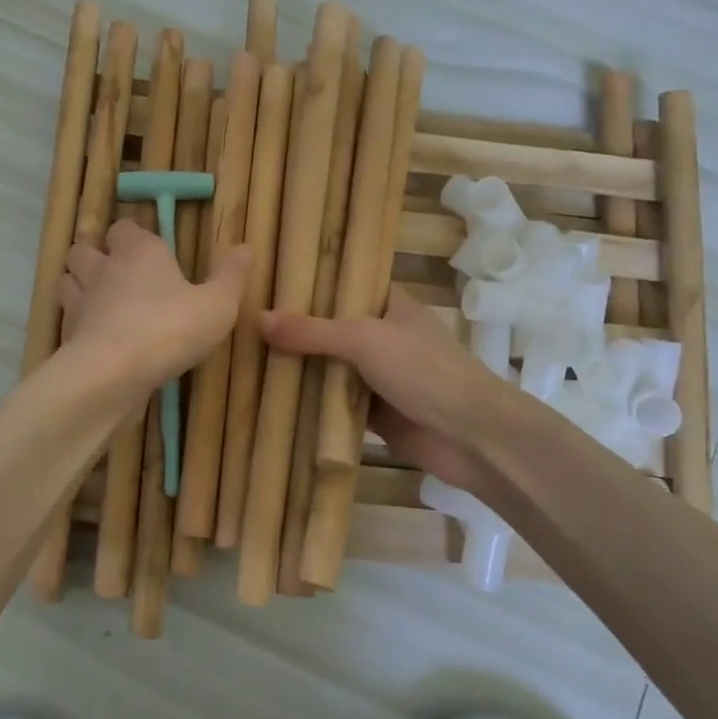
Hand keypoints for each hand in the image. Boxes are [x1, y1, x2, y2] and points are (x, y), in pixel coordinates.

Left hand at [59, 220, 250, 391]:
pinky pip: (68, 319)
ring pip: (68, 281)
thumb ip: (231, 276)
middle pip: (85, 249)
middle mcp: (104, 268)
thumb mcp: (217, 305)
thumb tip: (245, 247)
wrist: (113, 374)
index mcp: (139, 251)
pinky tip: (96, 337)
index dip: (133, 236)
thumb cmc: (170, 328)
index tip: (148, 249)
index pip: (125, 228)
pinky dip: (78, 323)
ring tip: (101, 301)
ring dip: (79, 286)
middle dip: (95, 256)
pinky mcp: (68, 335)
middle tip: (117, 273)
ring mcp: (81, 302)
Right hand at [261, 288, 504, 496]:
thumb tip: (258, 319)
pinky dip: (312, 404)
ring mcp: (381, 378)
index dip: (314, 283)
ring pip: (332, 369)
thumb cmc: (424, 371)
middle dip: (298, 330)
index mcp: (392, 307)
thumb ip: (313, 331)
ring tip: (249, 357)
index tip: (271, 281)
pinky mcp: (376, 414)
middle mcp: (385, 338)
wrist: (471, 437)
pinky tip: (273, 399)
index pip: (348, 285)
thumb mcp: (364, 339)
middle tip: (246, 321)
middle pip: (334, 330)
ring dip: (301, 369)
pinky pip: (335, 405)